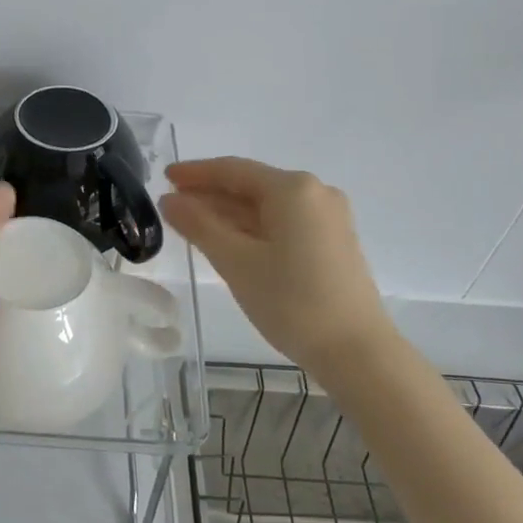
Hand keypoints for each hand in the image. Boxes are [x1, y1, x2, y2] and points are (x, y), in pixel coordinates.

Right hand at [159, 156, 395, 370]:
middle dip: (210, 194)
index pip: (233, 170)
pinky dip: (252, 228)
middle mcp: (315, 193)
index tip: (165, 176)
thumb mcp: (236, 262)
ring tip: (191, 224)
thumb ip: (199, 225)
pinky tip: (228, 241)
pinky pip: (282, 223)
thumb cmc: (292, 302)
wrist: (357, 352)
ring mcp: (328, 219)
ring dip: (229, 213)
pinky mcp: (332, 242)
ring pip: (267, 207)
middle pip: (251, 186)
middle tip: (172, 205)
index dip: (196, 173)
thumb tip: (169, 200)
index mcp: (293, 189)